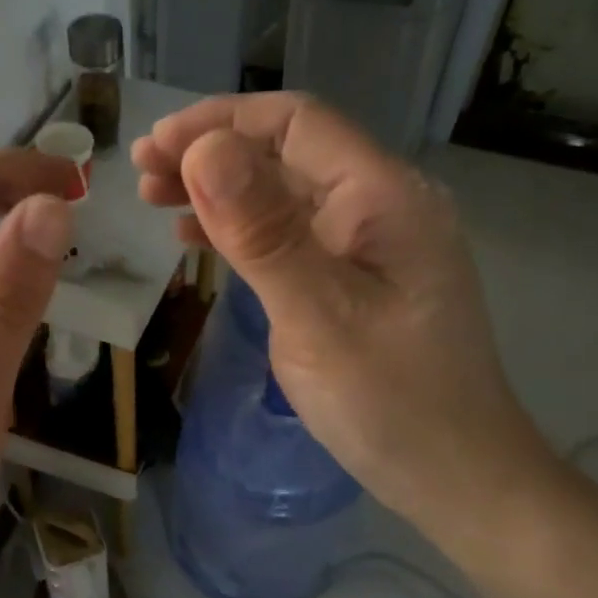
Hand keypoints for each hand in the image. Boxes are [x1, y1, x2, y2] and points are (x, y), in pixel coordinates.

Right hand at [133, 93, 555, 546]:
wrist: (454, 475)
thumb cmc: (391, 401)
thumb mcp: (318, 315)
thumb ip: (262, 231)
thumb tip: (203, 148)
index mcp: (383, 196)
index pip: (295, 123)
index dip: (220, 122)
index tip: (156, 145)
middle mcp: (379, 205)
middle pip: (286, 152)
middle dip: (211, 153)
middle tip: (142, 173)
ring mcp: (367, 244)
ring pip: (282, 193)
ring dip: (219, 189)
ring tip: (154, 198)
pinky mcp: (353, 278)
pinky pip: (289, 235)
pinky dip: (240, 229)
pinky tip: (197, 238)